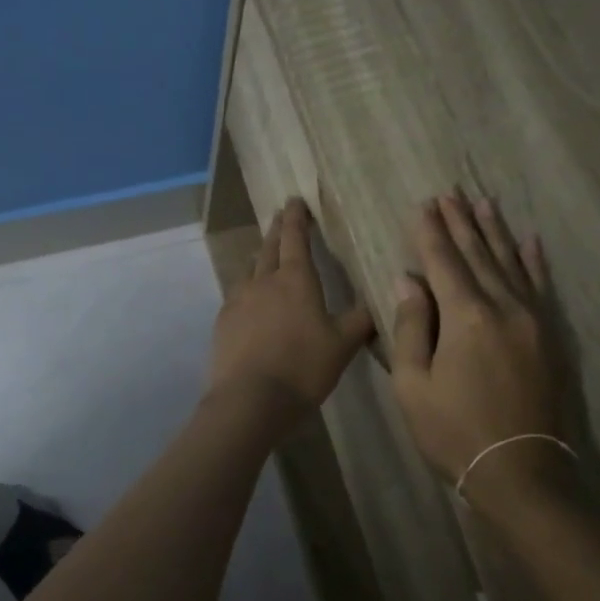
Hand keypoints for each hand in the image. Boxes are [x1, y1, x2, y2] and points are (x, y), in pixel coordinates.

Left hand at [206, 199, 374, 421]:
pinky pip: (236, 295)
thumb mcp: (342, 346)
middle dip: (277, 230)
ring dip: (259, 258)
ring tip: (264, 254)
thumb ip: (359, 322)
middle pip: (269, 248)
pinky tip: (250, 300)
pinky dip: (247, 288)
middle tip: (280, 216)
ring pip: (249, 270)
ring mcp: (238, 301)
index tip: (295, 200)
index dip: (297, 219)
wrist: (250, 400)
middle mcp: (263, 282)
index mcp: (295, 280)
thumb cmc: (303, 367)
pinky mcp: (223, 323)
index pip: (296, 239)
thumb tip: (376, 304)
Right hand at [390, 194, 568, 496]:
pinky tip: (530, 241)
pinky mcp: (551, 337)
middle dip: (461, 223)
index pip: (443, 263)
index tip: (424, 205)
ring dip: (495, 232)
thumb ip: (411, 327)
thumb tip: (408, 279)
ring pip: (511, 263)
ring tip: (483, 203)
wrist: (520, 472)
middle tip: (450, 192)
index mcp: (466, 317)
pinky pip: (541, 287)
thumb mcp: (413, 385)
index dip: (431, 233)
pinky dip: (534, 262)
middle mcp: (504, 308)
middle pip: (479, 255)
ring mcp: (533, 321)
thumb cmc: (454, 432)